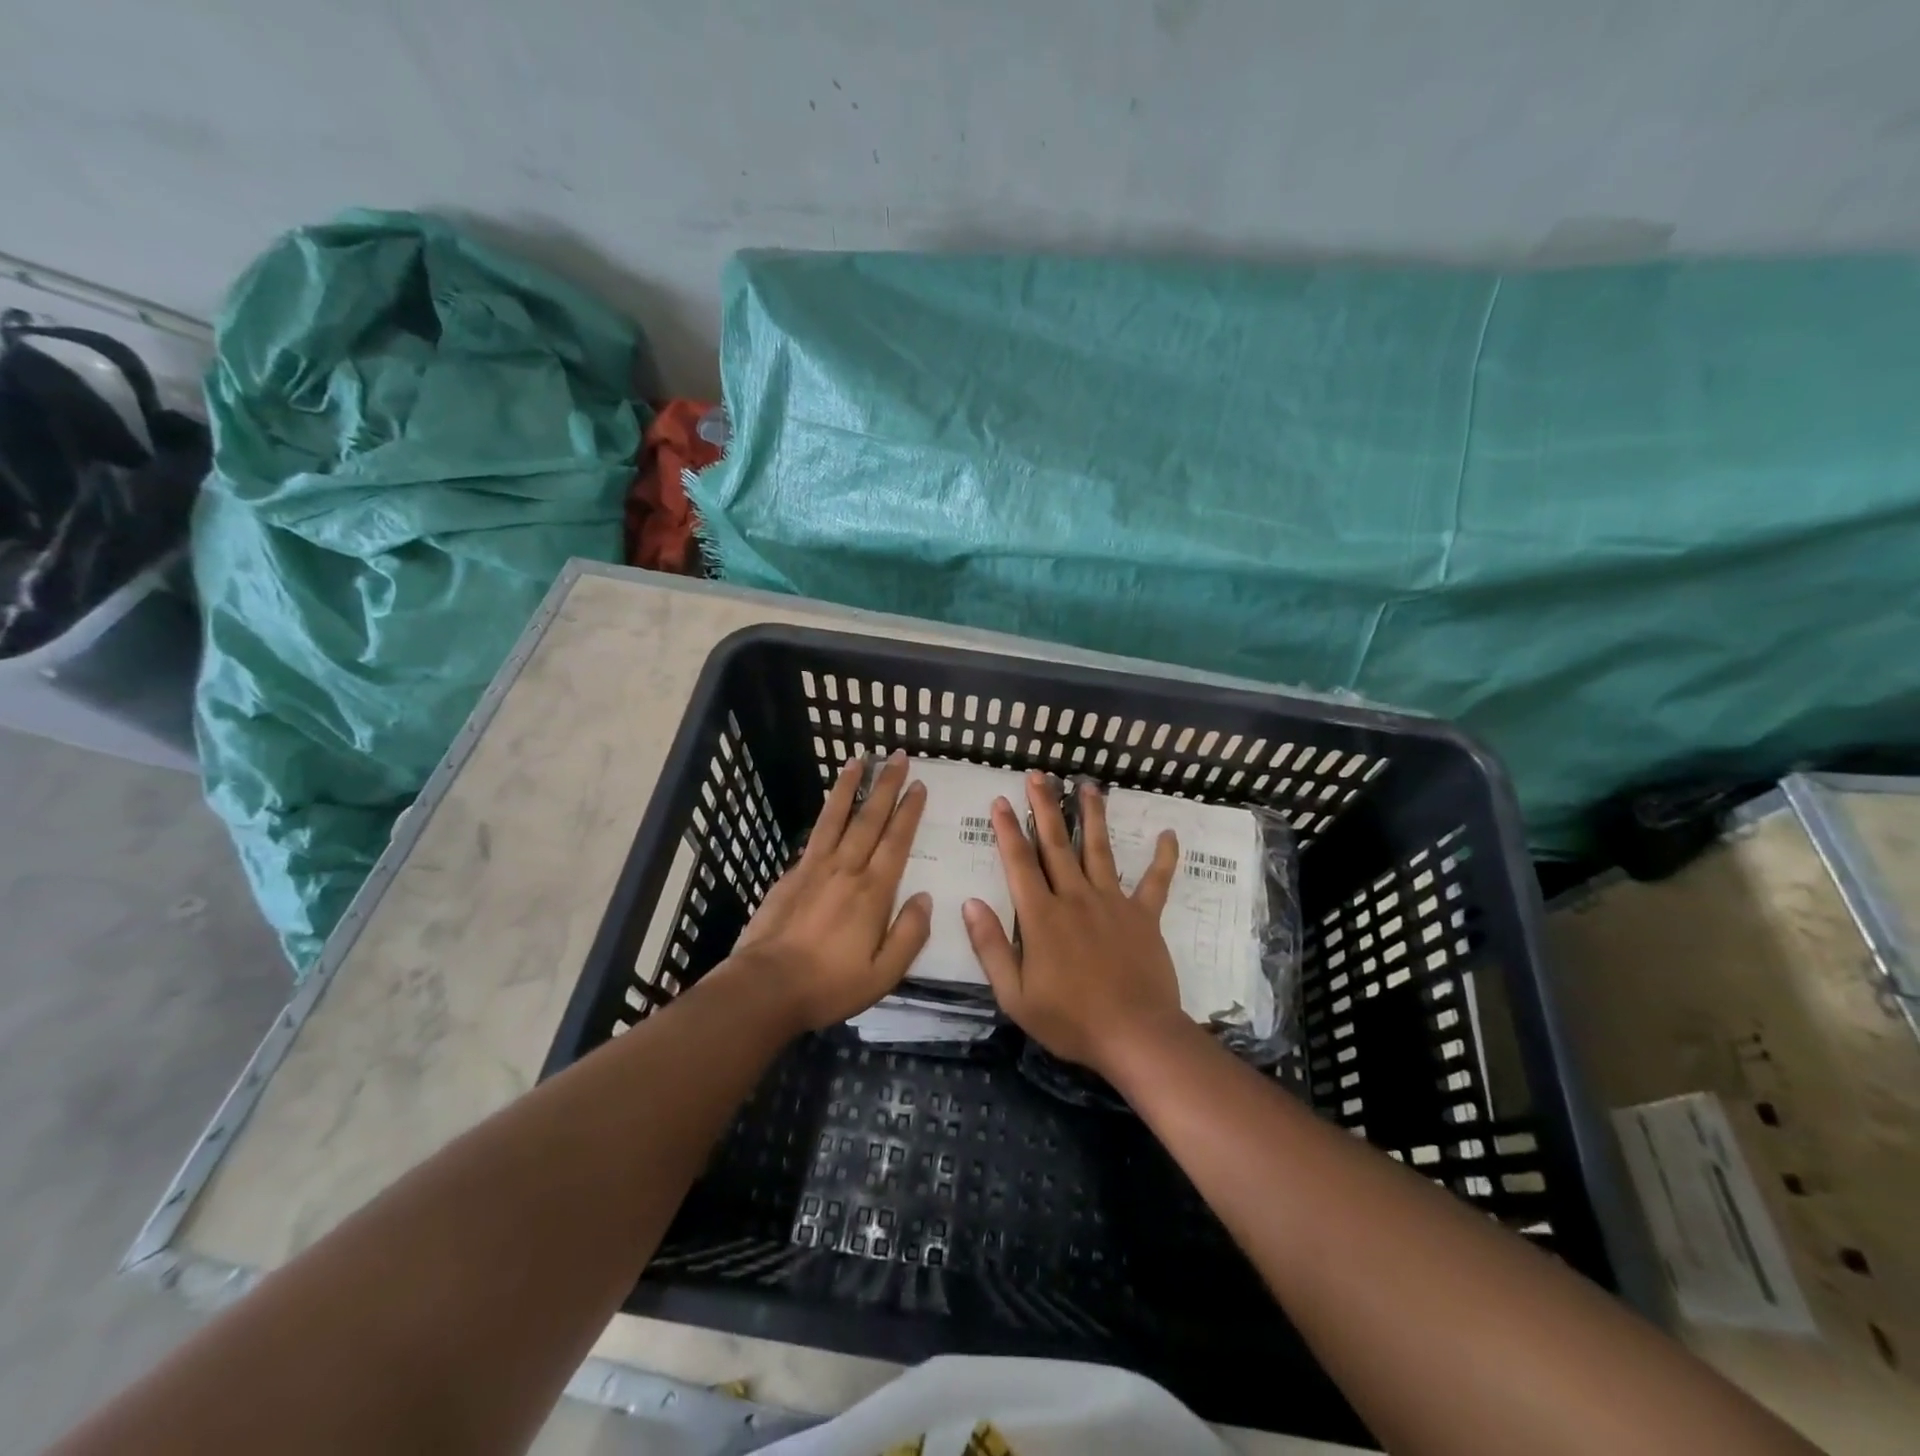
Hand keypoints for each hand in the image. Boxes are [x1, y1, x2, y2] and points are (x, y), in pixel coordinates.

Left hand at [727, 751, 930, 1031]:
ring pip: (835, 817)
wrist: (765, 987)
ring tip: (857, 760)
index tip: (918, 785)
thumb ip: (909, 934)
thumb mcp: (884, 974)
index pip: (896, 840)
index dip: (909, 811)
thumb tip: (925, 899)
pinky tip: (828, 807)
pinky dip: (824, 814)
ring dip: (848, 787)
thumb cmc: (830, 984)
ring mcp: (814, 868)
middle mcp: (845, 869)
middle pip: (869, 818)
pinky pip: (814, 835)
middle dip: (885, 785)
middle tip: (896, 757)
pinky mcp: (790, 876)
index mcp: (873, 891)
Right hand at [963, 771, 1186, 1073]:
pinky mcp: (1144, 916)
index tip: (1001, 800)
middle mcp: (1075, 898)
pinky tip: (1169, 835)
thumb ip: (990, 947)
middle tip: (1039, 775)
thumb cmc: (1070, 1020)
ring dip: (1092, 815)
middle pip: (1057, 844)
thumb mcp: (1015, 995)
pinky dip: (1163, 859)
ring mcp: (1113, 903)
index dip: (1008, 830)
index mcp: (1041, 917)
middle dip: (1045, 806)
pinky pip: (1155, 882)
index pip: (1019, 863)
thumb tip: (969, 903)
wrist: (1135, 1035)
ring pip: (1099, 849)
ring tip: (1087, 785)